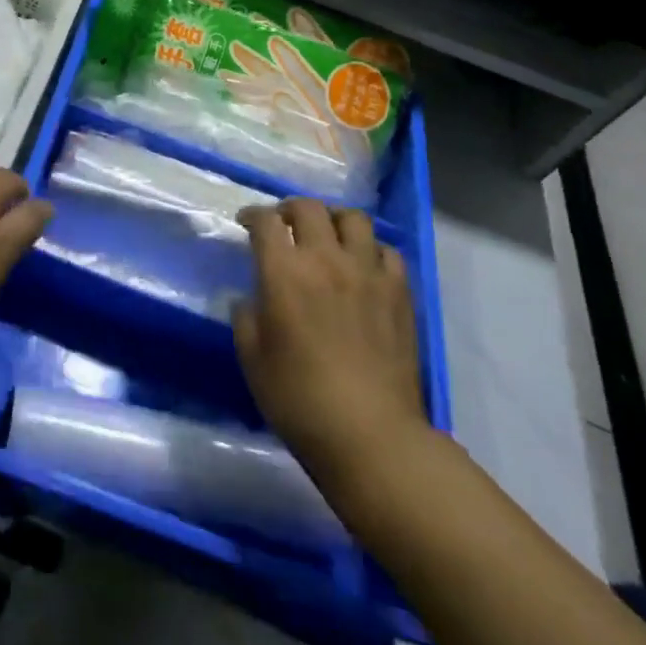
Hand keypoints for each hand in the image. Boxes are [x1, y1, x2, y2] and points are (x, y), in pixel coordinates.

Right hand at [233, 198, 429, 486]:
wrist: (371, 436)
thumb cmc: (299, 399)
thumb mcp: (252, 359)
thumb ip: (246, 317)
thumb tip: (251, 299)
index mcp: (284, 272)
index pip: (265, 221)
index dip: (252, 215)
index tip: (246, 223)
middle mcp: (326, 259)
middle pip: (309, 208)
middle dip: (290, 209)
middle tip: (284, 225)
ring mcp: (368, 273)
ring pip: (353, 218)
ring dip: (334, 220)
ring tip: (327, 236)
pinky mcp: (399, 293)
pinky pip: (388, 251)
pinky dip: (371, 250)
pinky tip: (364, 267)